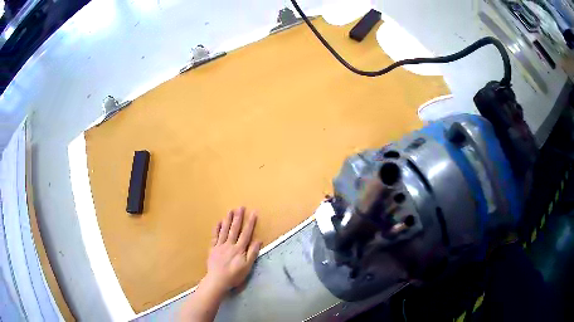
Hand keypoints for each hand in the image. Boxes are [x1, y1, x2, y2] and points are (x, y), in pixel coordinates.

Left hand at [206, 207, 261, 290]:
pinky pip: (214, 237)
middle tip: (240, 207)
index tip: (253, 213)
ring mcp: (220, 246)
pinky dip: (216, 229)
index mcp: (239, 249)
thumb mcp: (247, 267)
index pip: (246, 233)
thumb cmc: (234, 275)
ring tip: (230, 211)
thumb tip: (258, 240)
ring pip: (224, 230)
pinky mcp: (212, 249)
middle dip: (238, 218)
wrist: (217, 280)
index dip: (250, 223)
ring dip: (228, 220)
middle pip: (235, 229)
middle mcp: (229, 244)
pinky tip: (218, 222)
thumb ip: (252, 253)